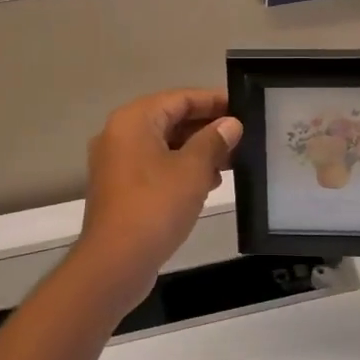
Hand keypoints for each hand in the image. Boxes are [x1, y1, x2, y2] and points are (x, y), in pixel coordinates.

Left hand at [75, 89, 241, 305]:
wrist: (116, 262)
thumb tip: (230, 124)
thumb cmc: (156, 206)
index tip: (243, 108)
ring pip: (164, 146)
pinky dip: (181, 170)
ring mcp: (117, 163)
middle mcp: (120, 135)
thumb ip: (214, 141)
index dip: (213, 101)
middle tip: (243, 137)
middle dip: (207, 128)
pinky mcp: (121, 189)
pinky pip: (156, 167)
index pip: (180, 98)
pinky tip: (207, 184)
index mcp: (134, 120)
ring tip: (231, 162)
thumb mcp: (193, 170)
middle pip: (170, 119)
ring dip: (197, 151)